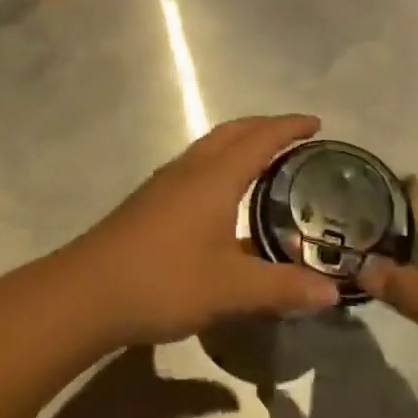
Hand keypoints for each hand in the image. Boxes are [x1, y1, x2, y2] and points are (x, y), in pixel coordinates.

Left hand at [54, 115, 342, 348]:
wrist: (86, 293)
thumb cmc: (163, 281)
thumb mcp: (231, 289)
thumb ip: (282, 287)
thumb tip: (332, 292)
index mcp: (213, 178)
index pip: (259, 139)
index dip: (289, 127)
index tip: (316, 123)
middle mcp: (189, 170)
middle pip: (231, 133)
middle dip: (264, 128)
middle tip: (294, 138)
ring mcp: (164, 185)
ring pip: (209, 149)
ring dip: (238, 145)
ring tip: (264, 163)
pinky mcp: (149, 203)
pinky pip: (195, 168)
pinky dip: (219, 166)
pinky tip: (222, 200)